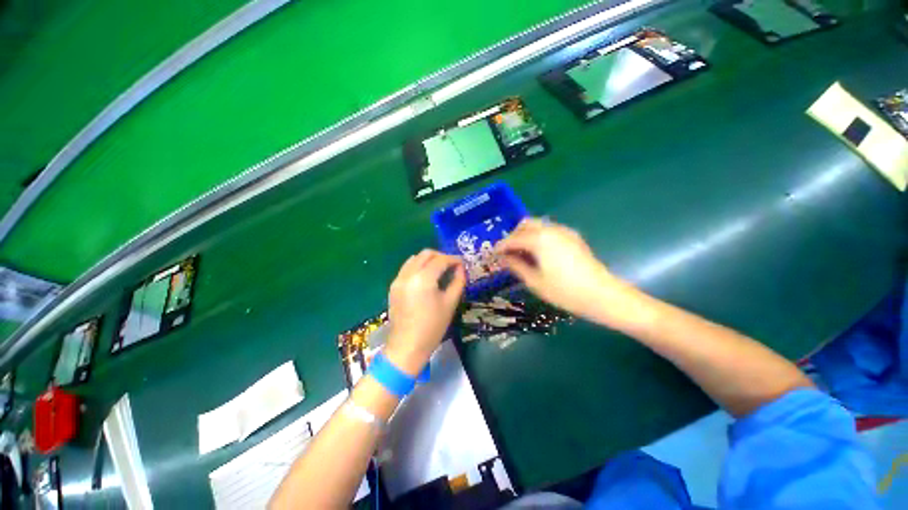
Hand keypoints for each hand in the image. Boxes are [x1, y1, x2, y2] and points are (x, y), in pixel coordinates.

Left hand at [385, 249, 465, 375]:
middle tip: (452, 266)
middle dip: (441, 256)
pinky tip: (426, 277)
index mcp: (423, 279)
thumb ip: (458, 282)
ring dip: (429, 260)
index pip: (441, 260)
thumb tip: (461, 269)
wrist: (407, 346)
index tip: (463, 263)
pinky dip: (418, 266)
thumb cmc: (432, 327)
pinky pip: (407, 268)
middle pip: (426, 254)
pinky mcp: (393, 286)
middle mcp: (408, 274)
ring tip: (440, 270)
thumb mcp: (450, 303)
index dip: (454, 259)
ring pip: (415, 258)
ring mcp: (398, 279)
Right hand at [496, 218, 620, 320]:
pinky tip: (539, 253)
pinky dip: (538, 237)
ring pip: (538, 225)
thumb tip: (504, 258)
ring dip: (526, 235)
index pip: (513, 239)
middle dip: (513, 236)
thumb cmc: (565, 291)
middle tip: (508, 252)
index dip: (501, 246)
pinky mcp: (573, 237)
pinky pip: (549, 231)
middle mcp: (551, 229)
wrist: (602, 295)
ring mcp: (564, 231)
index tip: (493, 254)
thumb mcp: (535, 281)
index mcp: (539, 239)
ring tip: (522, 253)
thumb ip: (516, 266)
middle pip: (525, 224)